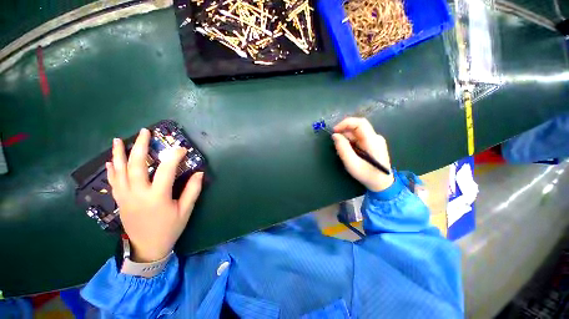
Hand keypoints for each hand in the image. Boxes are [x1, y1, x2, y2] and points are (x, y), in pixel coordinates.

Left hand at [106, 128, 203, 262]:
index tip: (181, 148)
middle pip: (136, 165)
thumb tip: (199, 173)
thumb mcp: (185, 211)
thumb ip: (192, 190)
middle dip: (139, 146)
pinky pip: (113, 182)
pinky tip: (111, 161)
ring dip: (119, 154)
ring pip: (119, 171)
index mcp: (157, 197)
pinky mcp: (120, 201)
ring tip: (118, 140)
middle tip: (144, 132)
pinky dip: (112, 170)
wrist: (147, 248)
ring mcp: (125, 197)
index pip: (165, 170)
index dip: (174, 156)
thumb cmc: (169, 229)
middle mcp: (138, 194)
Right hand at [332, 117, 394, 191]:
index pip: (360, 123)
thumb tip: (335, 135)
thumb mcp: (352, 164)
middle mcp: (375, 137)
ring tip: (342, 151)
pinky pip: (358, 138)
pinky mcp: (372, 144)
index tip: (334, 131)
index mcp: (373, 141)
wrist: (382, 184)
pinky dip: (350, 143)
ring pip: (356, 133)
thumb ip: (343, 149)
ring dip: (346, 139)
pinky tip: (348, 152)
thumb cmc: (367, 175)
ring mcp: (375, 140)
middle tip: (335, 143)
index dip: (345, 123)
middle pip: (357, 128)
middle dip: (343, 133)